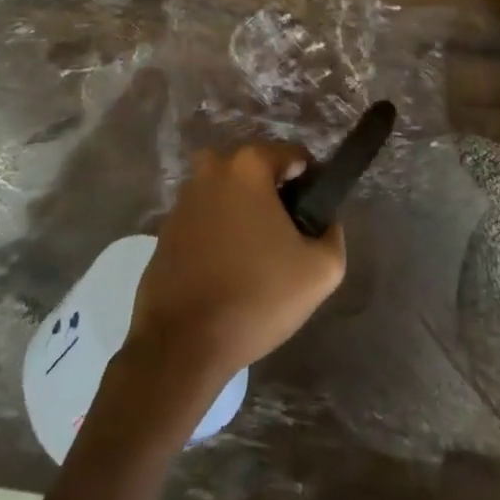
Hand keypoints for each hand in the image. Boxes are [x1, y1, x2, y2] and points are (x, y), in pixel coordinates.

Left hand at [128, 143, 345, 387]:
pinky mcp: (166, 226)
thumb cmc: (256, 297)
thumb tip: (323, 222)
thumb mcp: (320, 271)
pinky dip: (220, 232)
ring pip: (230, 194)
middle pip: (258, 172)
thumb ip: (332, 235)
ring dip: (246, 214)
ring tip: (258, 260)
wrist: (182, 343)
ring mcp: (184, 197)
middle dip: (276, 198)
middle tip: (287, 242)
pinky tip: (228, 269)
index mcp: (248, 165)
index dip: (311, 184)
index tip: (313, 220)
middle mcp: (212, 168)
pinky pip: (207, 217)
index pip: (293, 157)